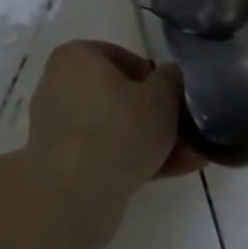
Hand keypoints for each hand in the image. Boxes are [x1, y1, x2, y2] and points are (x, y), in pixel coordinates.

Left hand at [26, 41, 201, 203]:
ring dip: (150, 141)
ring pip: (114, 128)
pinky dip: (134, 160)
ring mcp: (57, 127)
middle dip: (155, 115)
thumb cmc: (121, 127)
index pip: (124, 58)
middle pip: (118, 97)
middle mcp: (59, 86)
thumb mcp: (163, 96)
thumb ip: (170, 79)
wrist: (77, 191)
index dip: (156, 78)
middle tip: (186, 130)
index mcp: (77, 57)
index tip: (176, 97)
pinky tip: (172, 172)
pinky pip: (104, 153)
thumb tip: (168, 76)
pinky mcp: (61, 162)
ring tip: (190, 157)